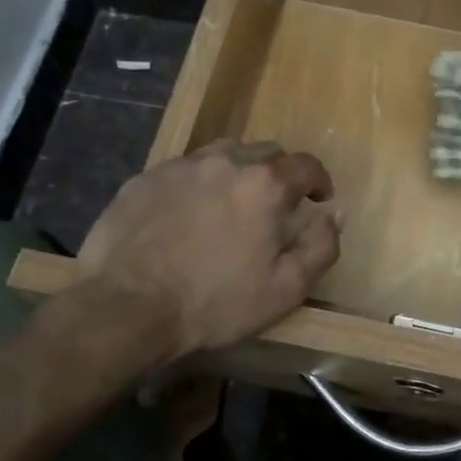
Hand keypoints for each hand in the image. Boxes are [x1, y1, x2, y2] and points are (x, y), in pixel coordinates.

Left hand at [73, 142, 340, 357]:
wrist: (127, 308)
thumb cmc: (215, 302)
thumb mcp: (286, 288)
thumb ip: (321, 246)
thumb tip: (333, 215)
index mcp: (265, 184)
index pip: (306, 165)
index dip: (319, 181)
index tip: (319, 199)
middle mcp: (226, 161)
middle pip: (266, 152)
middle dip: (280, 174)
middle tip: (276, 205)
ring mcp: (181, 166)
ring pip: (224, 154)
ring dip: (239, 171)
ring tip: (233, 202)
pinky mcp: (145, 178)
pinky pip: (185, 169)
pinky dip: (199, 183)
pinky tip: (189, 213)